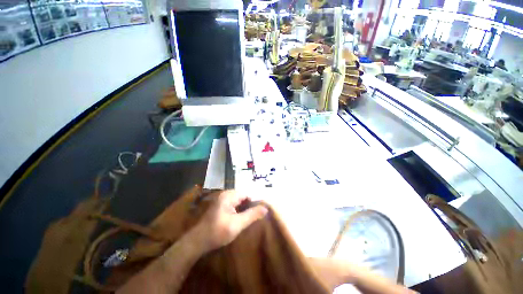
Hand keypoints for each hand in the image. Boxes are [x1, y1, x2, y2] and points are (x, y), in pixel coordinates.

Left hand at [189, 190, 267, 253]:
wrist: (197, 242)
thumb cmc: (217, 232)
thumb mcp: (237, 224)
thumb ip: (252, 215)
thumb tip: (265, 208)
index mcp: (229, 196)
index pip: (247, 194)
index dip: (254, 201)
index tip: (260, 211)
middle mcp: (225, 195)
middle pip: (243, 196)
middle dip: (249, 205)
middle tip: (256, 216)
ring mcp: (222, 200)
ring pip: (238, 201)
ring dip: (244, 208)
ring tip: (250, 218)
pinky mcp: (220, 206)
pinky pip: (233, 204)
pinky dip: (239, 210)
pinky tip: (241, 218)